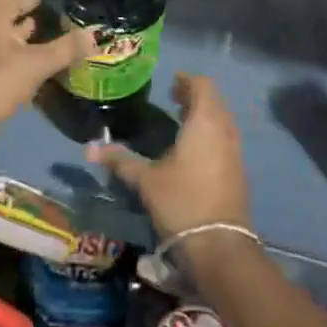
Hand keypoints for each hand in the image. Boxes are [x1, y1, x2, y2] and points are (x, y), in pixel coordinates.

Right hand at [86, 74, 250, 236]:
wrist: (220, 245)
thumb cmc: (182, 201)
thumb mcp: (146, 180)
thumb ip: (120, 160)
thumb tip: (89, 149)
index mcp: (205, 122)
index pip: (202, 86)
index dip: (187, 81)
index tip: (170, 82)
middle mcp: (224, 131)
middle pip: (213, 101)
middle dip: (194, 96)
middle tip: (172, 98)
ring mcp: (234, 151)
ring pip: (221, 121)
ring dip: (204, 115)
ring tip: (181, 119)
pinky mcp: (237, 171)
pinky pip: (224, 138)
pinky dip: (210, 133)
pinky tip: (193, 149)